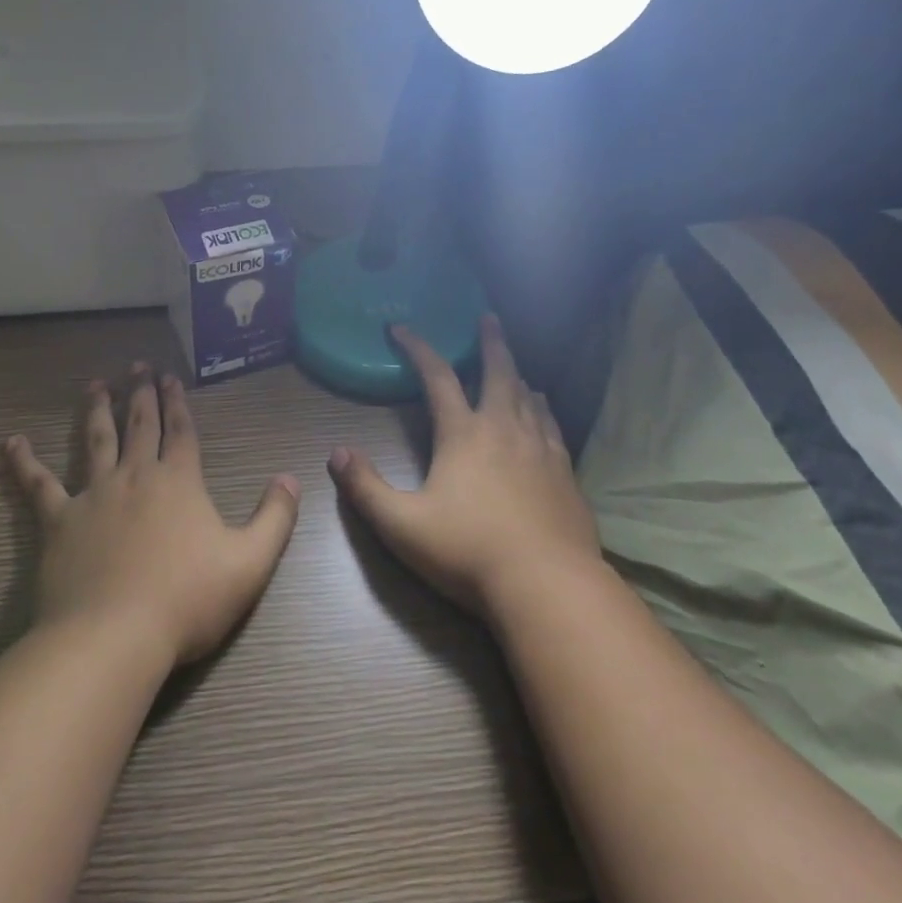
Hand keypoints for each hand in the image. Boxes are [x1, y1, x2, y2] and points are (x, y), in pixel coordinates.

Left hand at [5, 366, 300, 667]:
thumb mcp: (251, 562)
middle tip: (137, 366)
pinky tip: (11, 443)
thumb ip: (275, 517)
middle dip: (141, 394)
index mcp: (179, 482)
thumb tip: (290, 478)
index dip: (178, 402)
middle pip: (140, 425)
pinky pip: (38, 485)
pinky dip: (24, 462)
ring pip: (95, 441)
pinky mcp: (58, 522)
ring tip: (95, 386)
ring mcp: (93, 496)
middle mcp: (136, 476)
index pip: (181, 431)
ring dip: (96, 410)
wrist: (115, 636)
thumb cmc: (188, 599)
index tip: (171, 376)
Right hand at [329, 316, 601, 616]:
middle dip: (490, 342)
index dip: (418, 348)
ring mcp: (540, 449)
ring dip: (517, 375)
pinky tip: (544, 412)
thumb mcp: (401, 525)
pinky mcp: (565, 473)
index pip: (437, 377)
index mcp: (463, 434)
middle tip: (488, 317)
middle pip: (498, 372)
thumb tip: (336, 453)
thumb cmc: (467, 551)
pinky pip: (552, 426)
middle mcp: (504, 429)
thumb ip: (365, 488)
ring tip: (515, 367)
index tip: (401, 328)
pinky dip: (543, 409)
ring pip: (529, 397)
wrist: (547, 584)